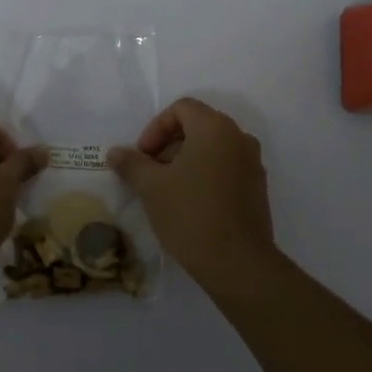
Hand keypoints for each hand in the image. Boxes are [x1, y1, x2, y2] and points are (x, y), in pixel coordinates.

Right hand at [108, 97, 274, 280]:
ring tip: (167, 189)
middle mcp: (239, 137)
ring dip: (186, 160)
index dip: (155, 127)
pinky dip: (205, 173)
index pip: (182, 108)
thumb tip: (115, 152)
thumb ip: (131, 163)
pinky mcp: (257, 187)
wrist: (237, 263)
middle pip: (198, 125)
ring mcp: (252, 163)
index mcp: (215, 128)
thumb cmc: (190, 215)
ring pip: (213, 148)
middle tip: (151, 172)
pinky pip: (226, 166)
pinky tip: (190, 203)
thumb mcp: (152, 187)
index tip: (143, 156)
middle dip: (169, 144)